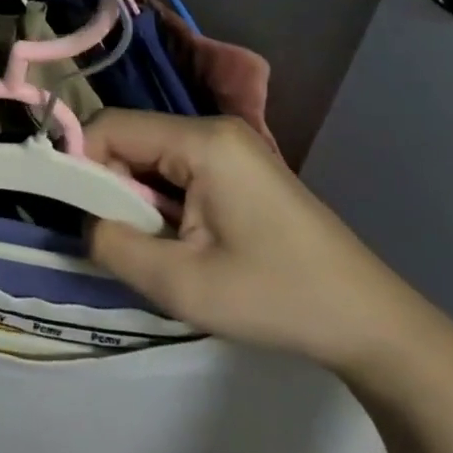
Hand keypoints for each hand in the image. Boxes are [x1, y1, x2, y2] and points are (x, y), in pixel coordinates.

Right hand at [86, 110, 439, 376]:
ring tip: (152, 246)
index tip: (79, 213)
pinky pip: (175, 168)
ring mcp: (230, 146)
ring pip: (150, 155)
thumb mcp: (182, 285)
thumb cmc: (277, 299)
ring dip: (136, 196)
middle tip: (119, 238)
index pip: (111, 127)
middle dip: (110, 184)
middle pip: (130, 138)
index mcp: (202, 141)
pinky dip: (161, 200)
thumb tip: (82, 221)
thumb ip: (113, 244)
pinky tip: (177, 240)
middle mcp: (214, 129)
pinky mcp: (238, 167)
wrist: (373, 326)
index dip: (81, 163)